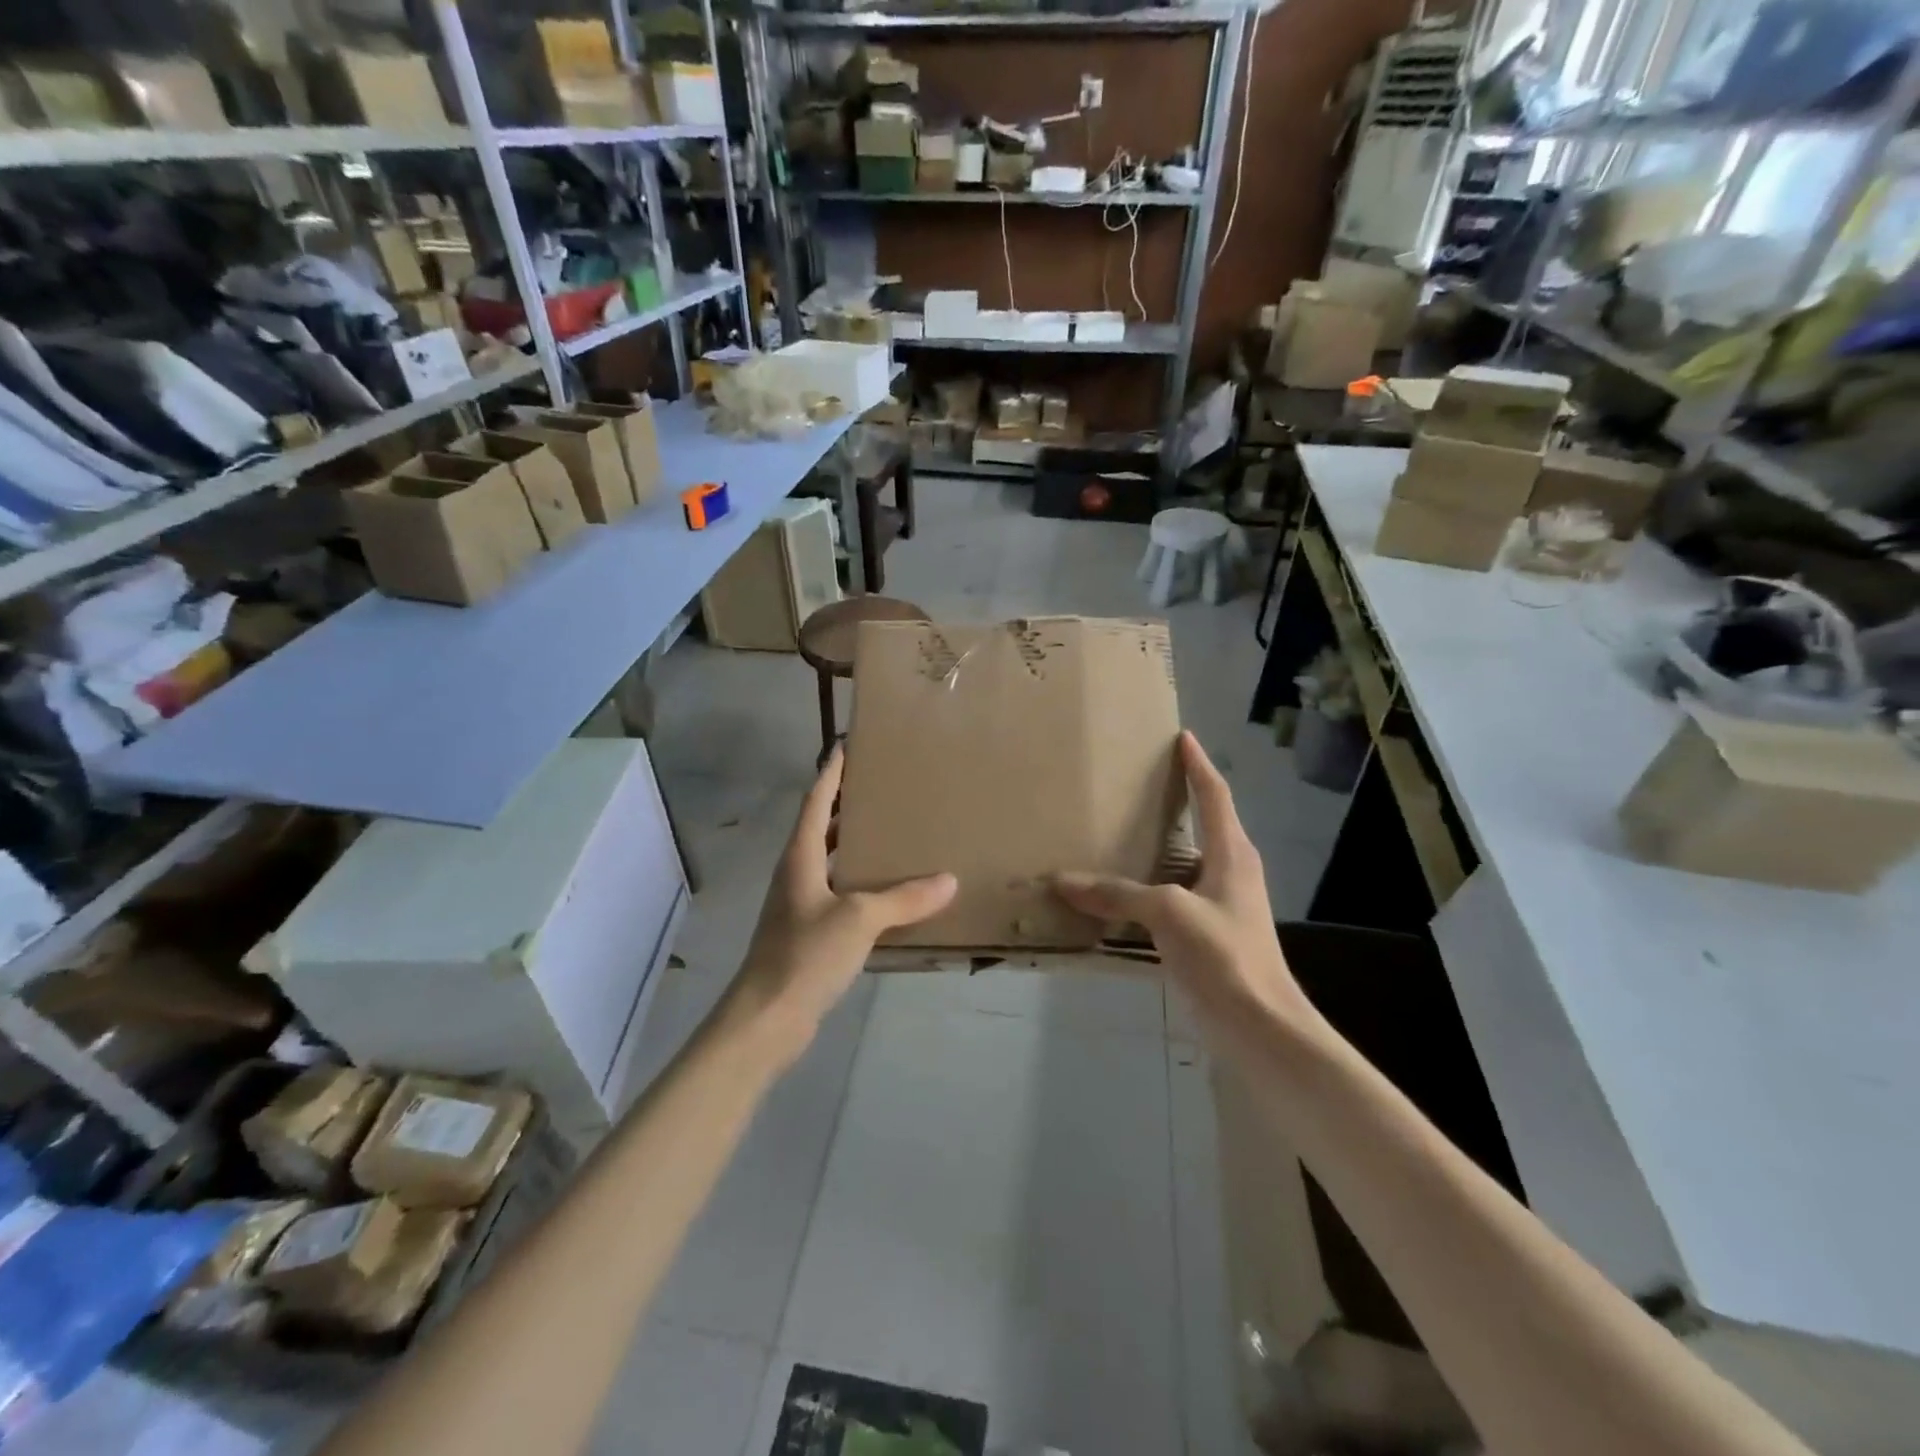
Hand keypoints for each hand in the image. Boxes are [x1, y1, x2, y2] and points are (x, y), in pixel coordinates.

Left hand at [730, 748, 956, 1054]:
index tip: (846, 746)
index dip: (831, 774)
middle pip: (822, 829)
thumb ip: (903, 898)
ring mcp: (800, 905)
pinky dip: (861, 885)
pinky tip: (888, 893)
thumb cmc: (805, 954)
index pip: (816, 801)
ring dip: (855, 847)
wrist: (766, 1018)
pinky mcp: (809, 934)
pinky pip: (839, 895)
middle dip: (848, 807)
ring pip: (831, 863)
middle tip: (884, 790)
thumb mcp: (859, 918)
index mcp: (800, 857)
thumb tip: (948, 880)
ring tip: (893, 834)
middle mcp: (797, 874)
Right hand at [1052, 732, 1315, 1033]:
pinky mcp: (1209, 935)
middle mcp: (1231, 872)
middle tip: (1139, 783)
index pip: (1215, 795)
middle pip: (1204, 824)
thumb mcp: (1169, 914)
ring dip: (1159, 847)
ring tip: (1121, 832)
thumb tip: (1063, 880)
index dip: (1198, 765)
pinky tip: (1121, 894)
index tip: (1182, 738)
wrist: (1261, 1028)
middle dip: (1176, 801)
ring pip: (1186, 863)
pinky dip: (1148, 887)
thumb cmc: (1225, 956)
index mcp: (1232, 853)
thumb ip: (1117, 895)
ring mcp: (1222, 905)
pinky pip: (1173, 896)